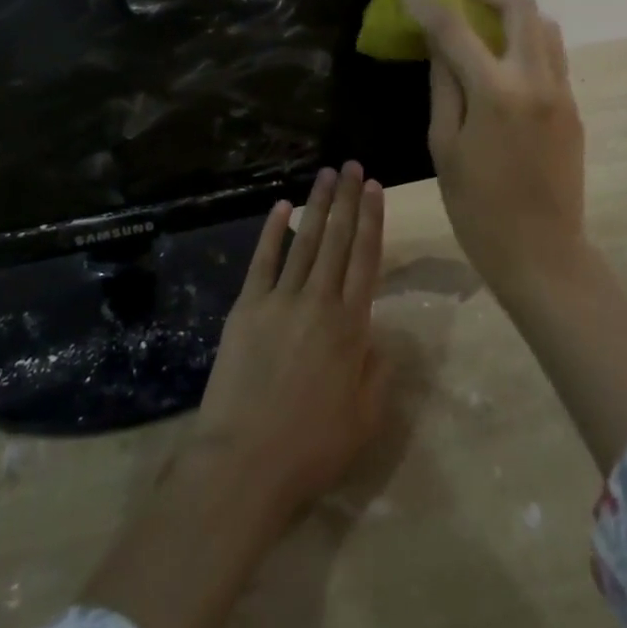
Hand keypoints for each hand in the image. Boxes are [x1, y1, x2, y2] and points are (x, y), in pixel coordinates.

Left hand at [190, 163, 390, 519]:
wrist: (245, 461)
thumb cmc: (312, 448)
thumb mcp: (365, 418)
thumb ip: (379, 371)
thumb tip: (381, 334)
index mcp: (352, 326)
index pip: (366, 258)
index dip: (372, 219)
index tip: (375, 187)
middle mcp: (320, 302)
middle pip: (338, 240)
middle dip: (347, 199)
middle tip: (352, 166)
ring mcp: (280, 300)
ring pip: (305, 241)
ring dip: (316, 205)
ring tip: (326, 174)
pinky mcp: (247, 307)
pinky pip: (263, 260)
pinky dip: (273, 232)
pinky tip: (281, 207)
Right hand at [400, 0, 586, 294]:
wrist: (542, 253)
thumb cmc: (477, 208)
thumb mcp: (444, 146)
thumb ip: (443, 86)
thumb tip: (438, 45)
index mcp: (495, 93)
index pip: (455, 29)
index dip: (427, 3)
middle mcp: (535, 80)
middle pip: (519, 5)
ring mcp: (561, 91)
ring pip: (544, 24)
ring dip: (511, 6)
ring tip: (480, 10)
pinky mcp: (573, 106)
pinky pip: (551, 53)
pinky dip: (526, 36)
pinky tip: (501, 50)